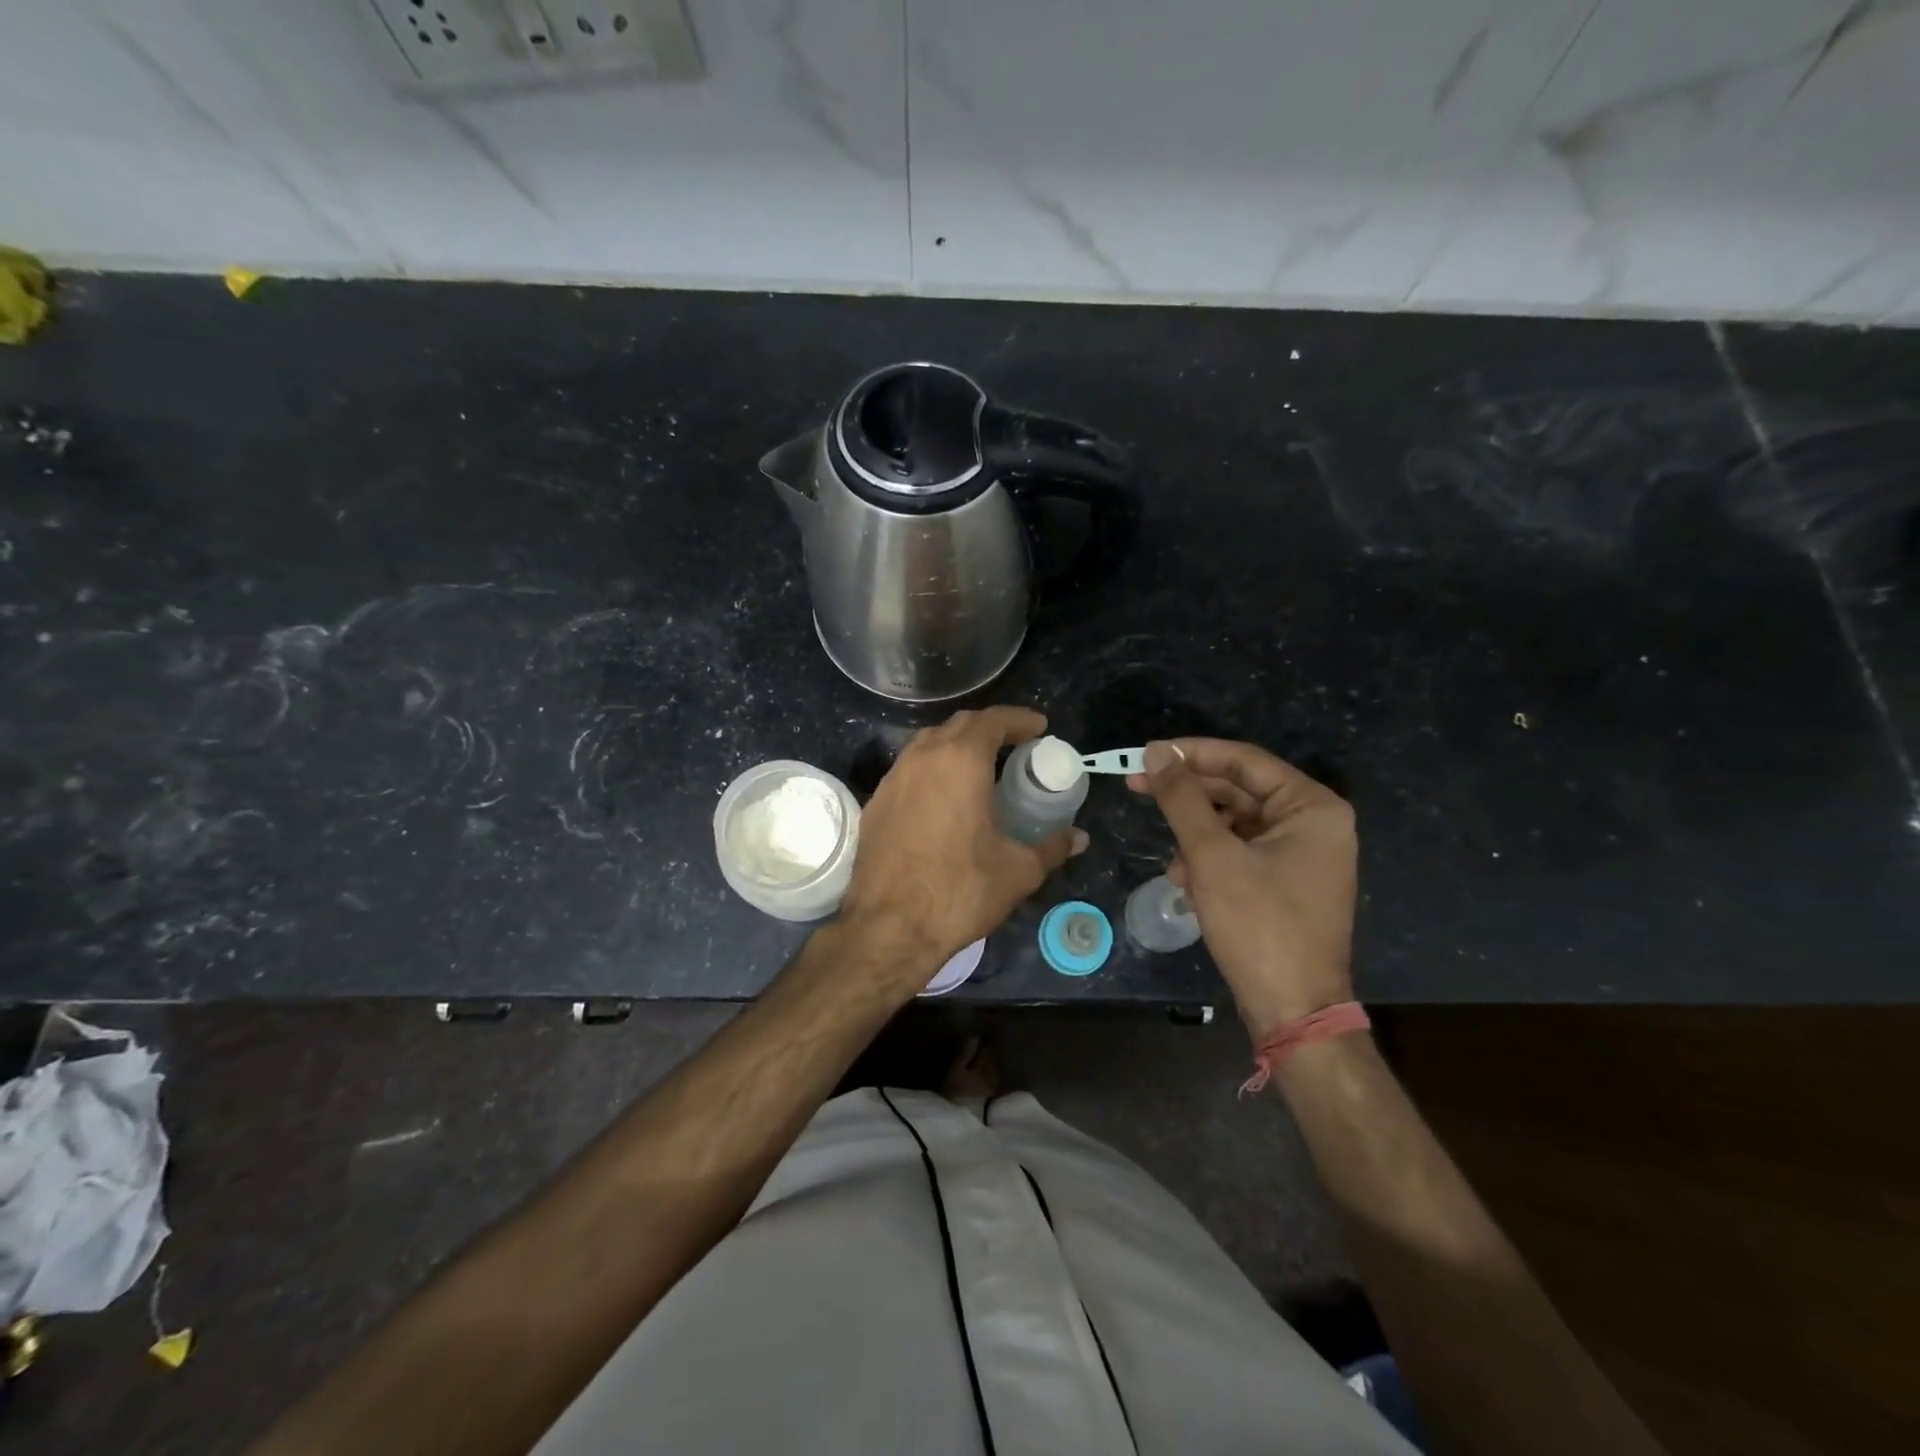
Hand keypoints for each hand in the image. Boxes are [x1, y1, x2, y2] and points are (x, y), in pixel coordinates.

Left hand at [841, 706, 1086, 984]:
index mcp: (960, 761)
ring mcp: (893, 779)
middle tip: (1015, 746)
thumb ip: (1052, 847)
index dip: (1019, 719)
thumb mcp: (1017, 870)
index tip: (1039, 727)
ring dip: (957, 746)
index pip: (992, 720)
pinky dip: (932, 770)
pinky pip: (909, 771)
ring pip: (928, 744)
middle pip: (959, 725)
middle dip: (989, 728)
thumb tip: (1078, 838)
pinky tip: (944, 798)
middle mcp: (922, 758)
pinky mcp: (875, 803)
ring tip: (980, 769)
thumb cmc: (960, 890)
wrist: (889, 927)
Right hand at [1129, 739, 1356, 1034]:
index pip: (1244, 761)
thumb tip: (1156, 752)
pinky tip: (1188, 886)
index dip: (1191, 754)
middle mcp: (1314, 824)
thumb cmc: (1258, 925)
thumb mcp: (1212, 855)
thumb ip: (1182, 798)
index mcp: (1312, 807)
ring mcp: (1302, 855)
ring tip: (1174, 867)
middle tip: (1137, 788)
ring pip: (1234, 824)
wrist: (1292, 1011)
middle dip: (1189, 799)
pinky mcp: (1286, 882)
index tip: (1146, 754)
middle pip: (1238, 791)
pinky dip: (1210, 862)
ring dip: (1196, 838)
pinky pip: (1241, 852)